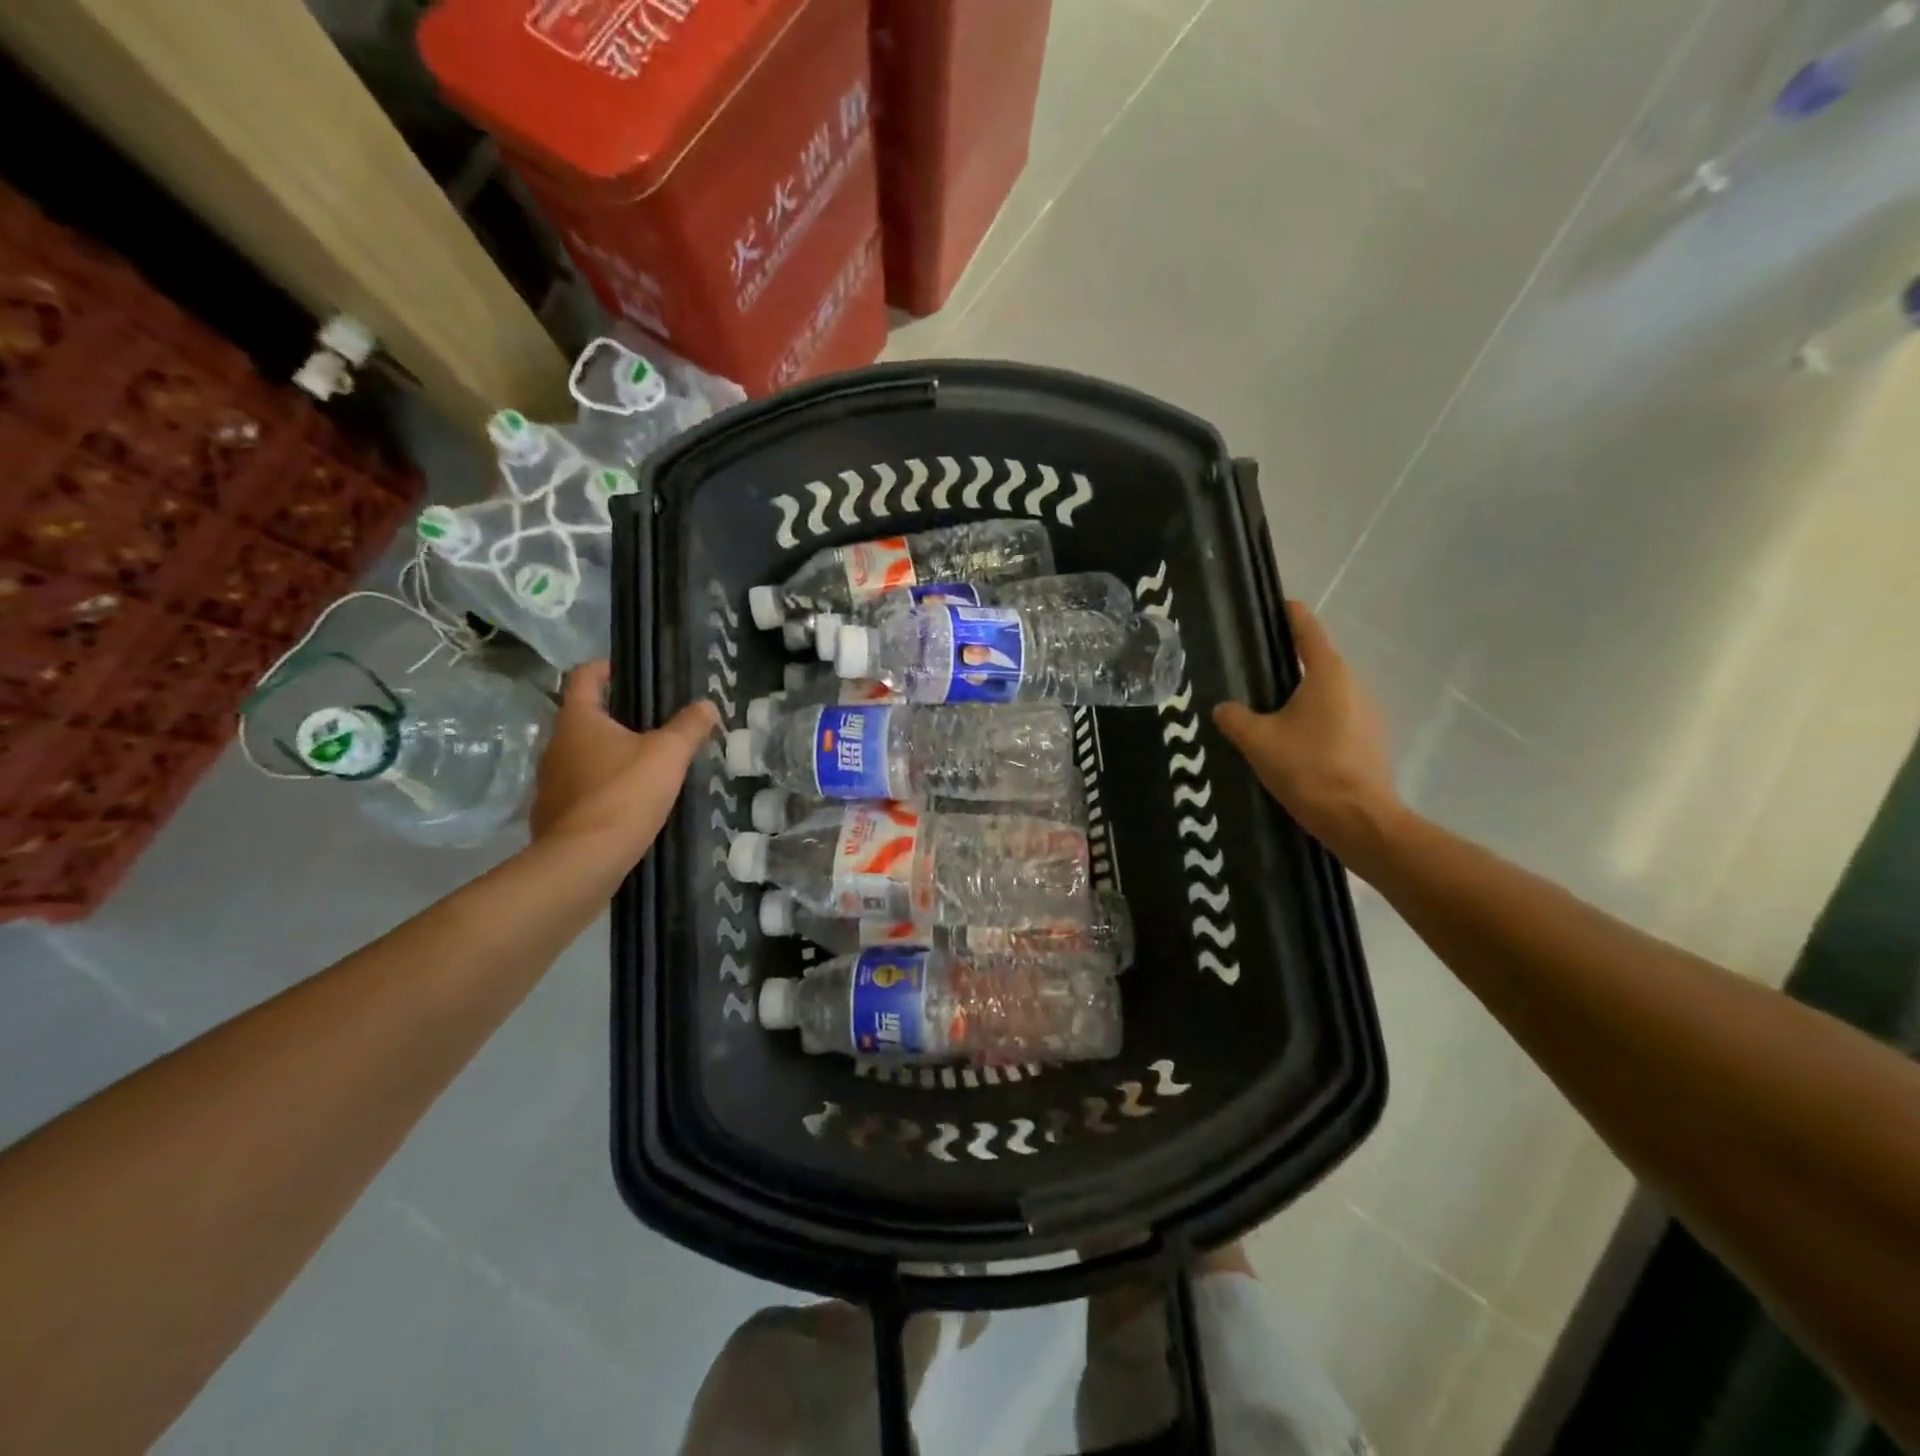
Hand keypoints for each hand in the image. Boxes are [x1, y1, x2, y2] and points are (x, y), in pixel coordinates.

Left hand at [529, 661, 719, 857]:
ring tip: (642, 765)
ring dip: (606, 755)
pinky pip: (578, 790)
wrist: (584, 859)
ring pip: (580, 756)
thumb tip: (707, 705)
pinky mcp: (551, 814)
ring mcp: (548, 782)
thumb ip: (689, 727)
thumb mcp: (669, 755)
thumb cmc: (625, 793)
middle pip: (583, 719)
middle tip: (650, 724)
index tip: (625, 670)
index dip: (604, 668)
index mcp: (579, 721)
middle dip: (614, 717)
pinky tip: (624, 803)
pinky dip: (599, 788)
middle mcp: (555, 745)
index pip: (583, 677)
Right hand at [1213, 601, 1401, 858]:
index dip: (1290, 614)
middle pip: (1317, 661)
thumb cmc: (1307, 768)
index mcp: (1327, 674)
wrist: (1357, 819)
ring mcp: (1366, 712)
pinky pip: (1335, 715)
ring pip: (1326, 691)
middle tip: (1253, 666)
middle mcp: (1352, 684)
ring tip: (1267, 707)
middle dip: (1288, 660)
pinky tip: (1290, 739)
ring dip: (1300, 694)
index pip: (1307, 630)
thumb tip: (1224, 708)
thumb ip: (1234, 718)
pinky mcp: (1369, 738)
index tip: (1275, 604)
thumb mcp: (1257, 741)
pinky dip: (1313, 717)